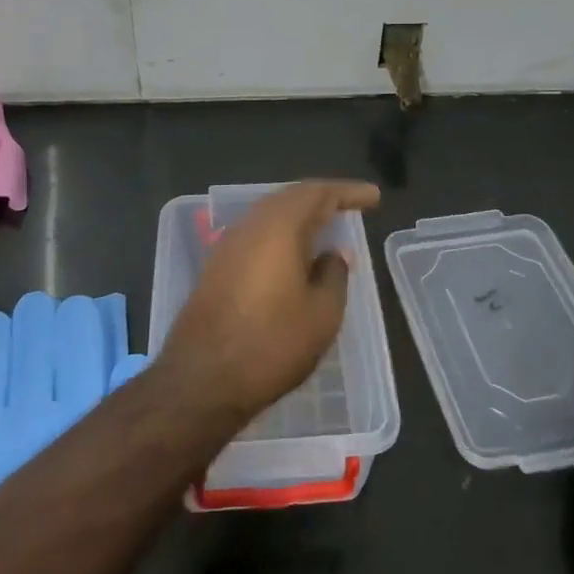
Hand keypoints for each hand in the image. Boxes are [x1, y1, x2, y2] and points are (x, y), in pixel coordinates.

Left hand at [160, 180, 380, 419]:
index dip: (348, 192)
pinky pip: (256, 236)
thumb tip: (331, 256)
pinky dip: (281, 236)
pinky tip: (294, 255)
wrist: (200, 380)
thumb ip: (334, 275)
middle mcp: (250, 226)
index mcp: (279, 226)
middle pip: (290, 198)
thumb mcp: (322, 314)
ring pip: (270, 216)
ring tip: (326, 228)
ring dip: (300, 217)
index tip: (373, 197)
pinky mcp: (216, 268)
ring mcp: (227, 246)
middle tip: (350, 207)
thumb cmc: (271, 344)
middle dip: (322, 199)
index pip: (319, 193)